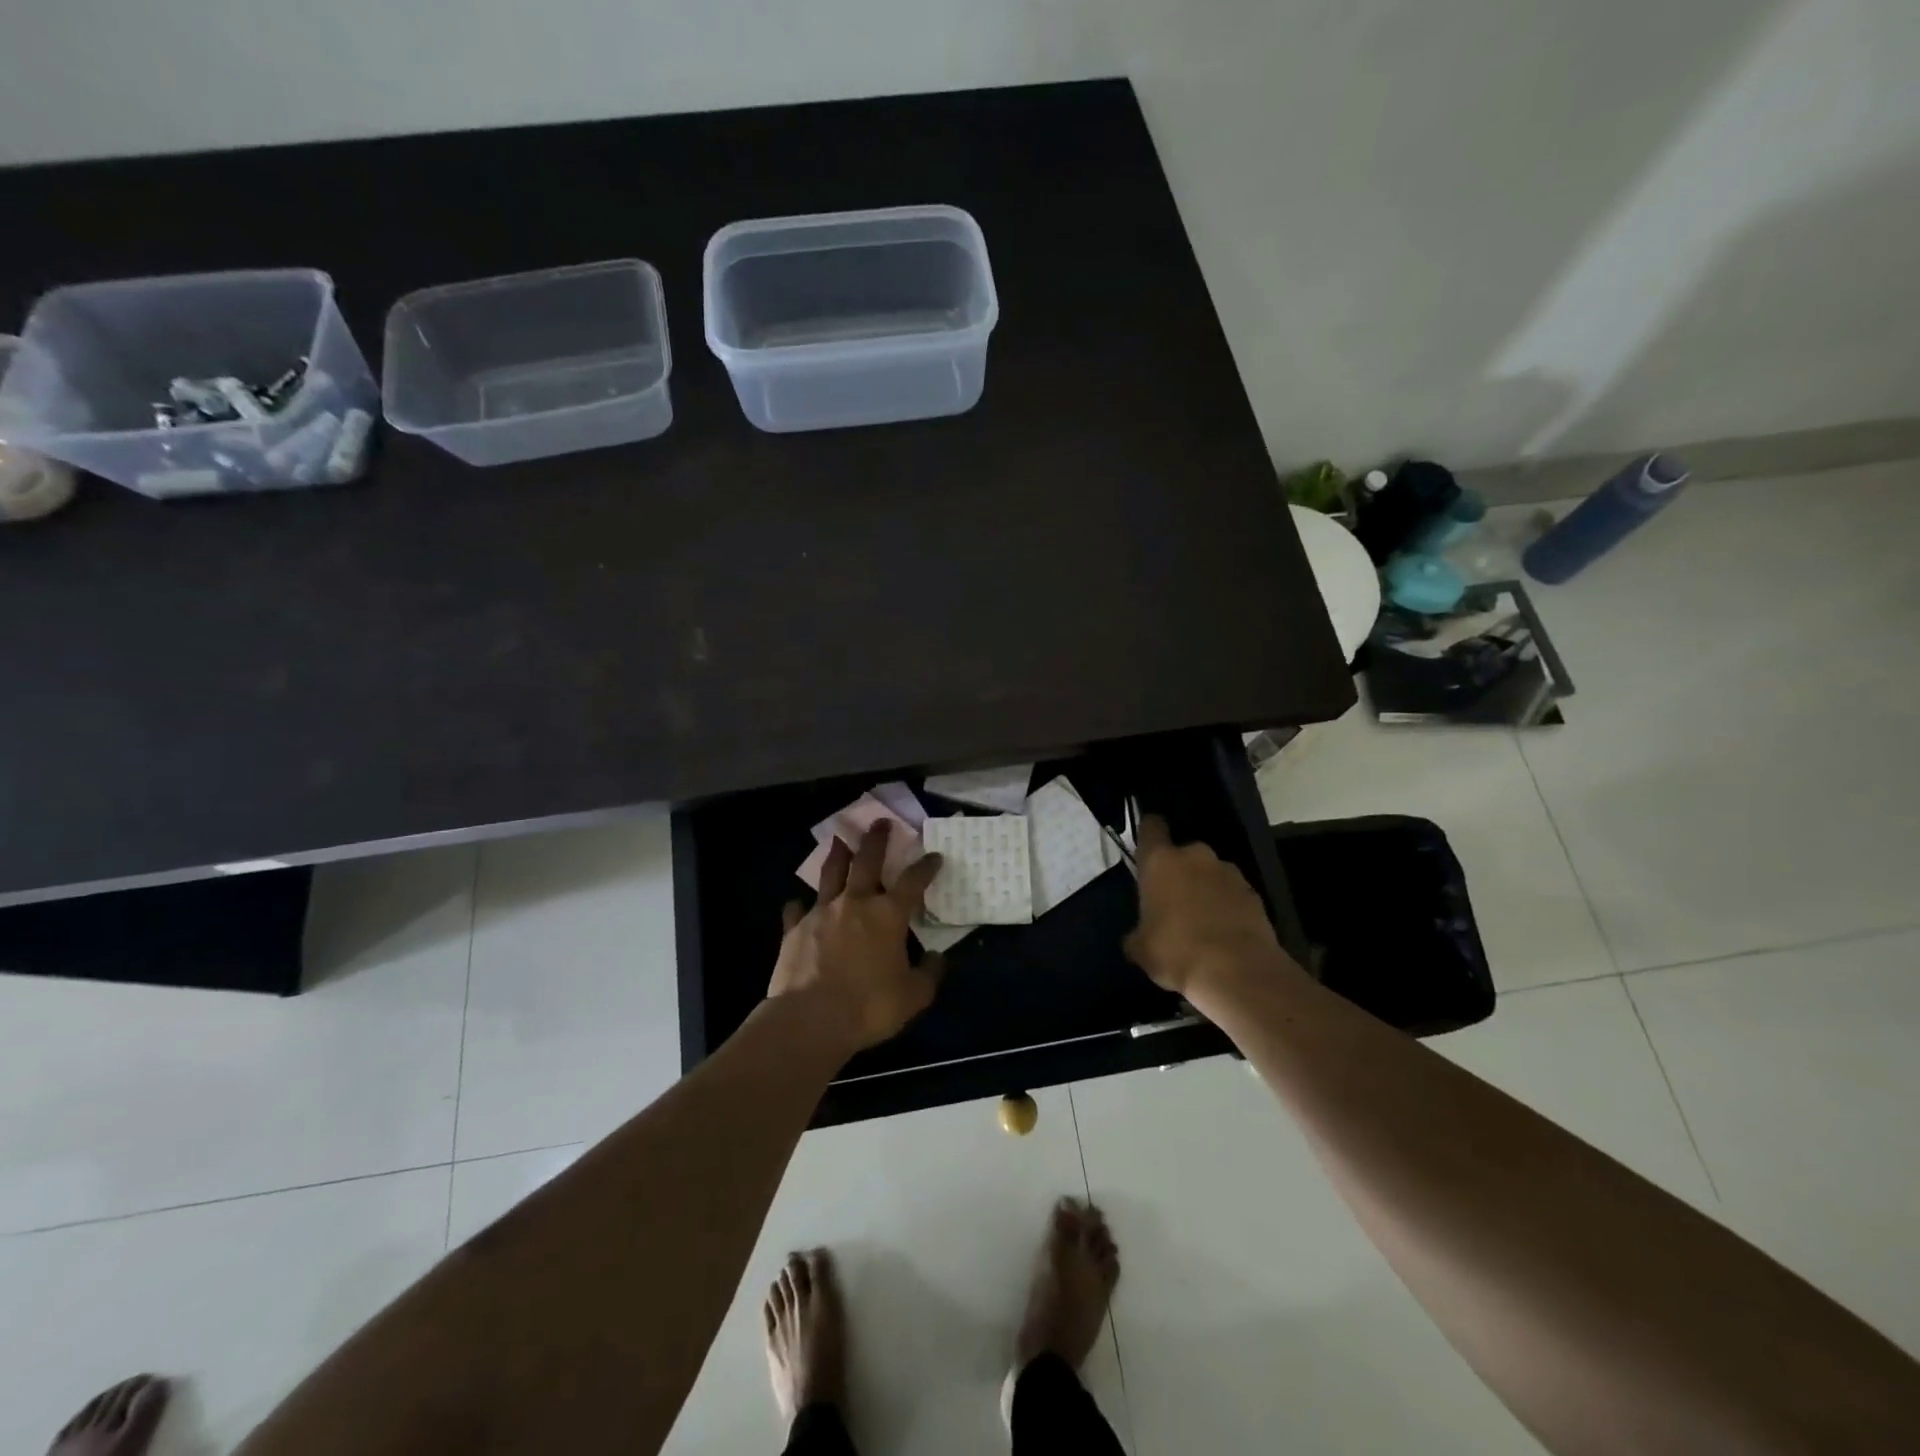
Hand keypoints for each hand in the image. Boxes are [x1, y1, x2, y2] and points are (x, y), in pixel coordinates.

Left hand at [768, 821, 945, 1051]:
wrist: (810, 1019)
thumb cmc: (869, 1006)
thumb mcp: (913, 996)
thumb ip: (928, 974)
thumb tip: (937, 959)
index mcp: (888, 914)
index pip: (913, 881)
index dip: (926, 867)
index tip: (934, 856)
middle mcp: (855, 903)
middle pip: (867, 861)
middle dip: (876, 840)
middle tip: (880, 822)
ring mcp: (821, 913)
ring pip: (830, 874)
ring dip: (837, 856)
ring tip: (839, 840)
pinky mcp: (794, 930)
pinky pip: (797, 911)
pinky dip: (800, 907)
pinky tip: (797, 905)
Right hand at [1123, 814, 1293, 996]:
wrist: (1238, 973)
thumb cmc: (1177, 953)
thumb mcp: (1141, 949)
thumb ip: (1137, 934)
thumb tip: (1137, 938)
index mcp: (1161, 861)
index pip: (1151, 827)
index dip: (1148, 833)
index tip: (1146, 848)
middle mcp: (1195, 856)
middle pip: (1182, 854)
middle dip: (1178, 872)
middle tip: (1173, 902)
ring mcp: (1229, 873)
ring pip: (1210, 874)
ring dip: (1205, 889)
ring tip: (1202, 922)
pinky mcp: (1255, 894)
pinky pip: (1233, 894)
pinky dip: (1227, 907)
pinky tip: (1224, 934)